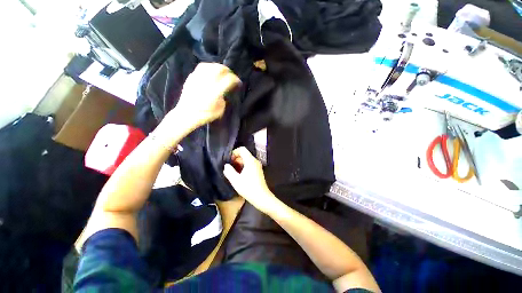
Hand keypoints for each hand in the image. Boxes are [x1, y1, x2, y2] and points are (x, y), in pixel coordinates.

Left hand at [168, 63, 240, 129]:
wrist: (186, 114)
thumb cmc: (205, 115)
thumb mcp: (220, 110)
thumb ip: (223, 98)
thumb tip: (223, 92)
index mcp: (215, 92)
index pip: (228, 80)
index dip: (235, 79)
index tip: (238, 82)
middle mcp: (206, 82)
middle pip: (219, 69)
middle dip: (227, 70)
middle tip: (231, 75)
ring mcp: (197, 78)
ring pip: (209, 65)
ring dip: (217, 67)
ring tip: (221, 71)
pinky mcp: (191, 78)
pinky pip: (201, 68)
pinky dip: (208, 68)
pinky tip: (210, 73)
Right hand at [223, 147, 278, 213]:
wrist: (261, 197)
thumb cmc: (248, 188)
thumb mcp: (236, 180)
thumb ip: (229, 171)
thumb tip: (226, 165)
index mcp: (250, 160)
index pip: (242, 149)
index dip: (234, 152)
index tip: (229, 160)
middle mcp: (255, 161)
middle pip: (244, 154)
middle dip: (236, 159)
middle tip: (230, 167)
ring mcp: (258, 166)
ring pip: (247, 160)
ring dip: (239, 163)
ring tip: (233, 172)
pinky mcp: (258, 171)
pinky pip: (250, 164)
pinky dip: (243, 167)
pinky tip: (239, 175)